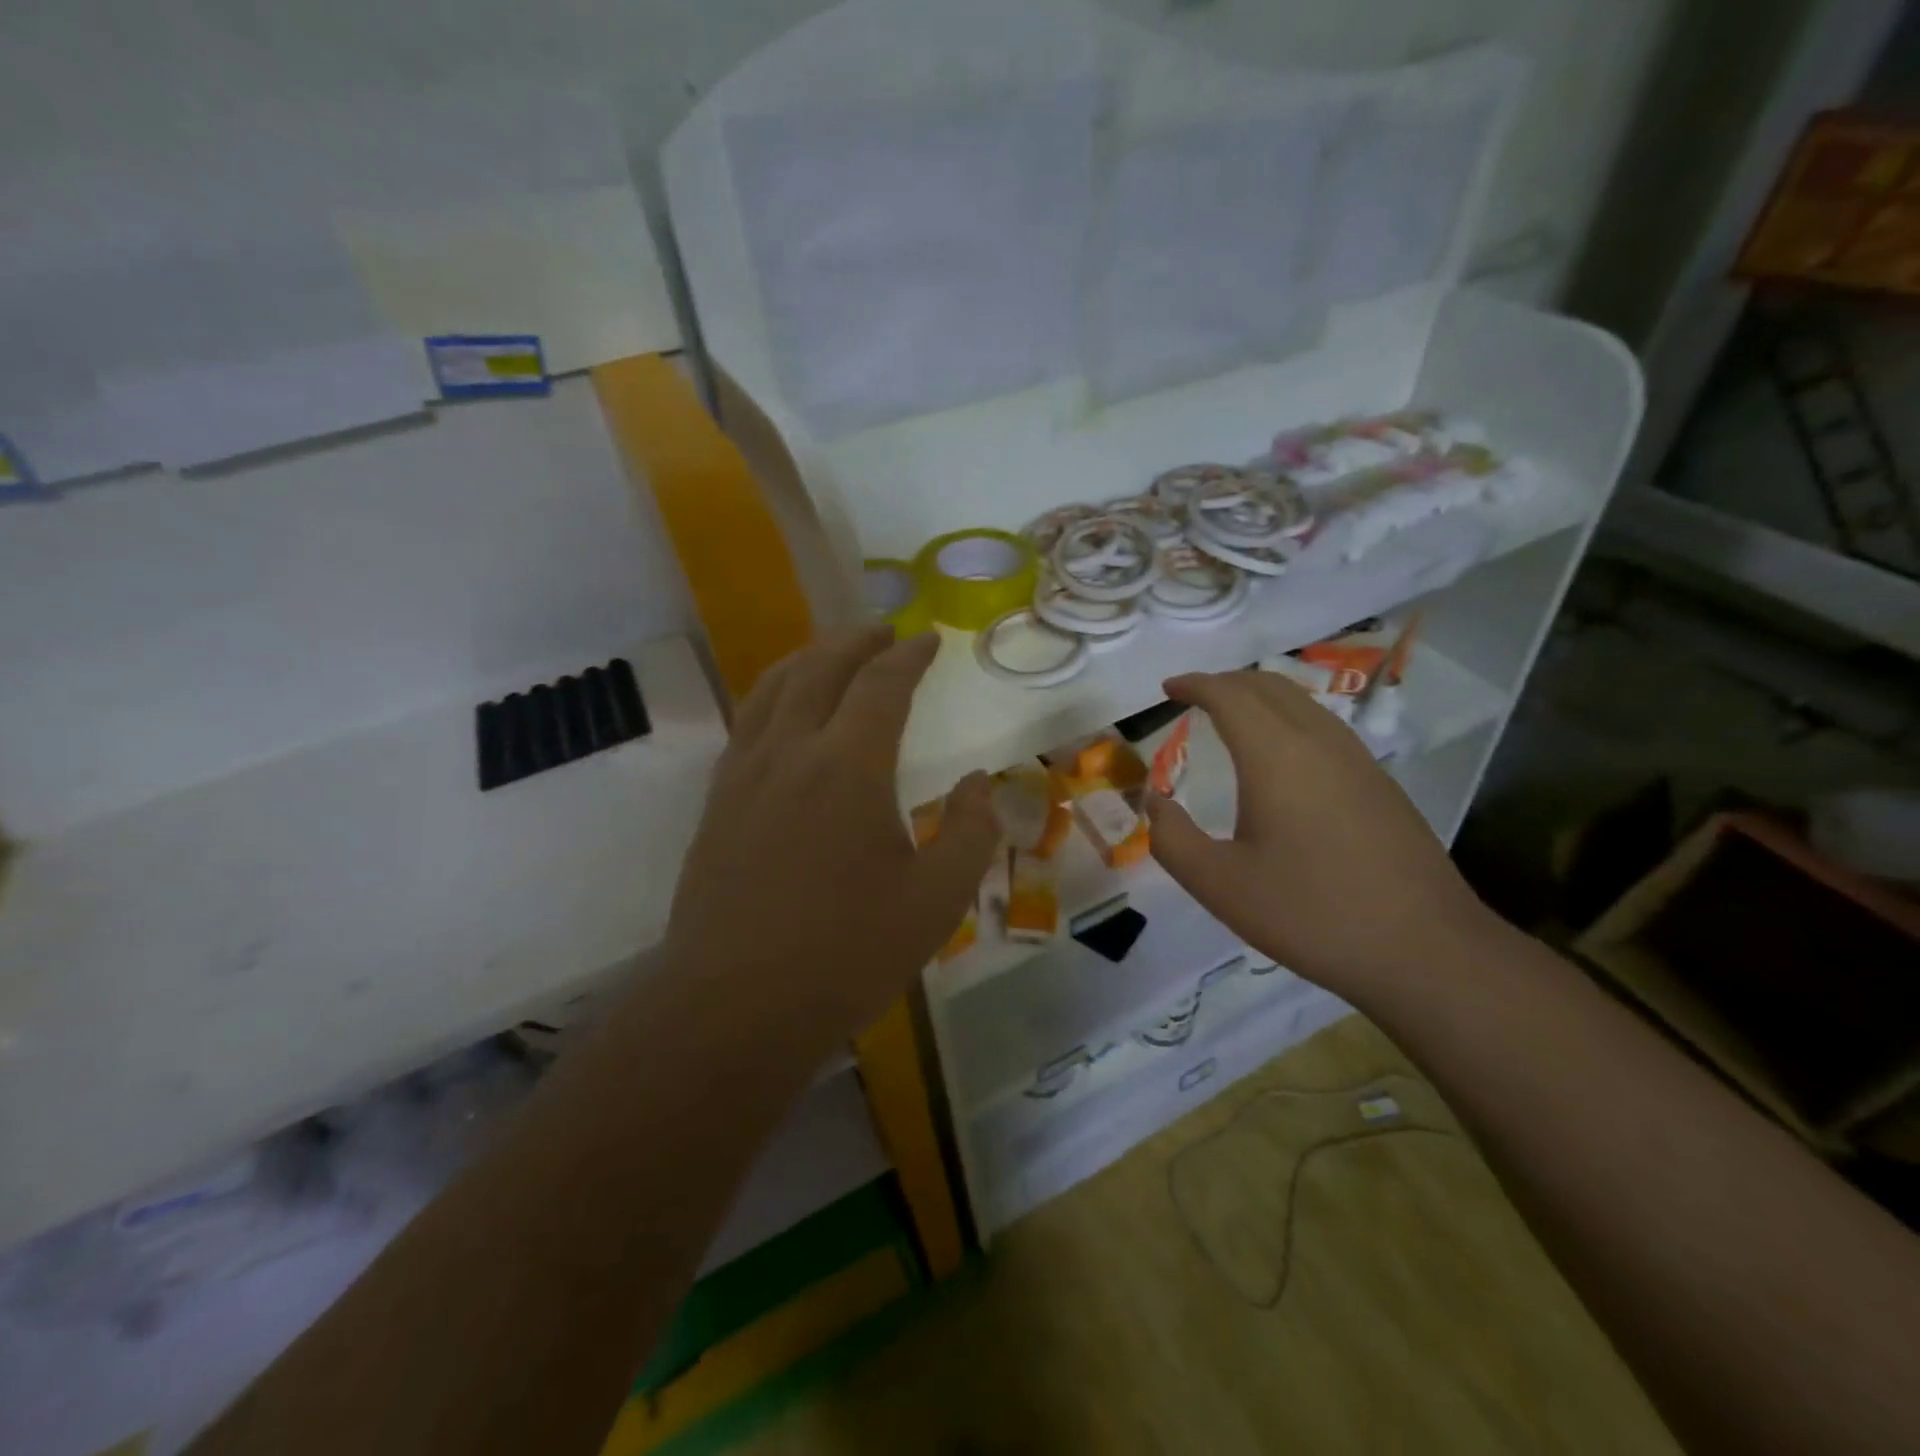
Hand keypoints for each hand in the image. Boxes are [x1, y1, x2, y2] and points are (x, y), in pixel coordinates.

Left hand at [661, 627, 999, 1038]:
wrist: (734, 1005)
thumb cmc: (846, 952)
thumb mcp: (936, 900)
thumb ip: (971, 832)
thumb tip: (981, 782)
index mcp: (849, 766)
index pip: (881, 685)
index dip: (908, 656)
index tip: (928, 640)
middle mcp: (790, 752)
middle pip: (820, 669)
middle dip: (855, 642)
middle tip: (881, 631)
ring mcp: (744, 774)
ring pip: (772, 689)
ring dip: (807, 659)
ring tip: (831, 653)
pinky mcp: (716, 803)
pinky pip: (746, 723)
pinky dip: (772, 696)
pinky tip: (782, 713)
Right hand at [1144, 670, 1494, 997]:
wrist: (1425, 950)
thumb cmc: (1310, 913)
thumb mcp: (1219, 885)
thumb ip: (1172, 838)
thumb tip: (1155, 801)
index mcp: (1276, 756)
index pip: (1230, 695)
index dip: (1195, 684)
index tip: (1168, 688)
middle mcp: (1320, 742)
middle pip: (1269, 686)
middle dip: (1226, 682)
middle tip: (1194, 697)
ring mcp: (1358, 760)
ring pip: (1302, 702)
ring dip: (1260, 697)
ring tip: (1231, 718)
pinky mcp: (1380, 783)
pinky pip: (1325, 727)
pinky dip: (1289, 719)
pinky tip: (1281, 756)